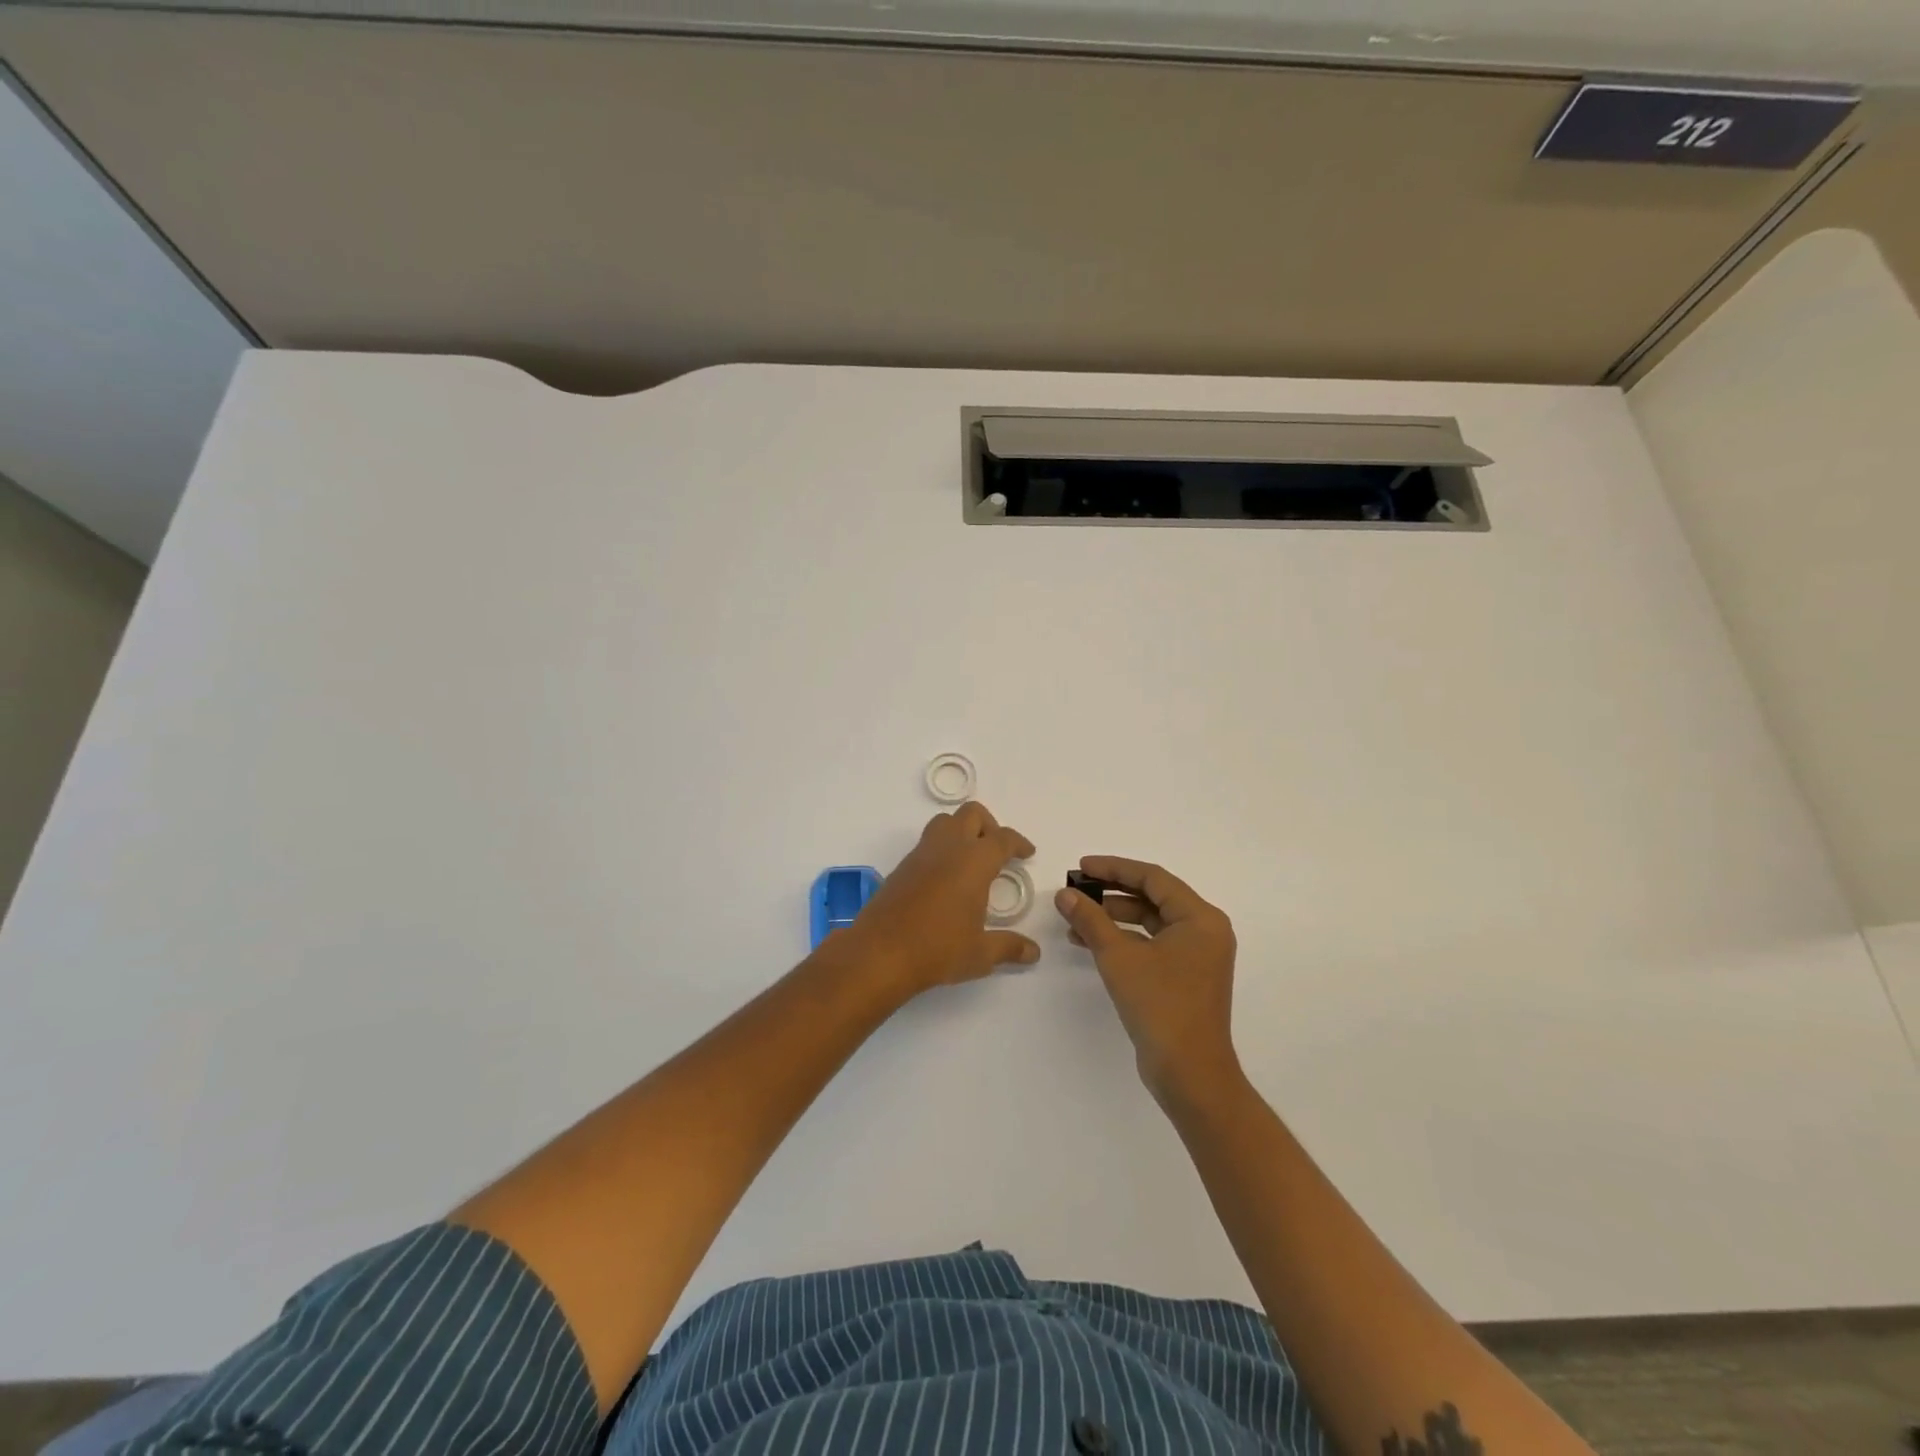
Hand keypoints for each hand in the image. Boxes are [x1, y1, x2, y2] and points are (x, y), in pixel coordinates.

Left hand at [839, 802, 1040, 997]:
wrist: (879, 953)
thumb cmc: (938, 949)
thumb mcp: (980, 954)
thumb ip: (1009, 947)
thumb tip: (1034, 952)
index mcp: (974, 861)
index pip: (1003, 839)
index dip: (1018, 843)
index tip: (1027, 853)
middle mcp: (948, 848)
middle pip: (972, 814)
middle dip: (989, 826)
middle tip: (997, 852)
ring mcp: (921, 854)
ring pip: (945, 822)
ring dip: (962, 830)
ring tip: (971, 860)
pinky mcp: (902, 866)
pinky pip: (927, 843)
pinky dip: (942, 848)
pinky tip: (945, 878)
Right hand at [1054, 856, 1241, 1106]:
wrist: (1190, 1074)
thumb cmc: (1160, 1006)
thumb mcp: (1118, 957)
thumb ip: (1091, 920)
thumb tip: (1065, 894)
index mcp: (1200, 918)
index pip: (1153, 878)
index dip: (1114, 868)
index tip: (1081, 867)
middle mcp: (1205, 931)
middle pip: (1153, 897)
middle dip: (1111, 893)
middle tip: (1076, 890)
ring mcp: (1198, 955)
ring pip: (1151, 922)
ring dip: (1114, 917)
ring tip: (1076, 918)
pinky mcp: (1186, 977)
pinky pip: (1153, 944)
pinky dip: (1124, 940)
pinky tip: (1091, 943)